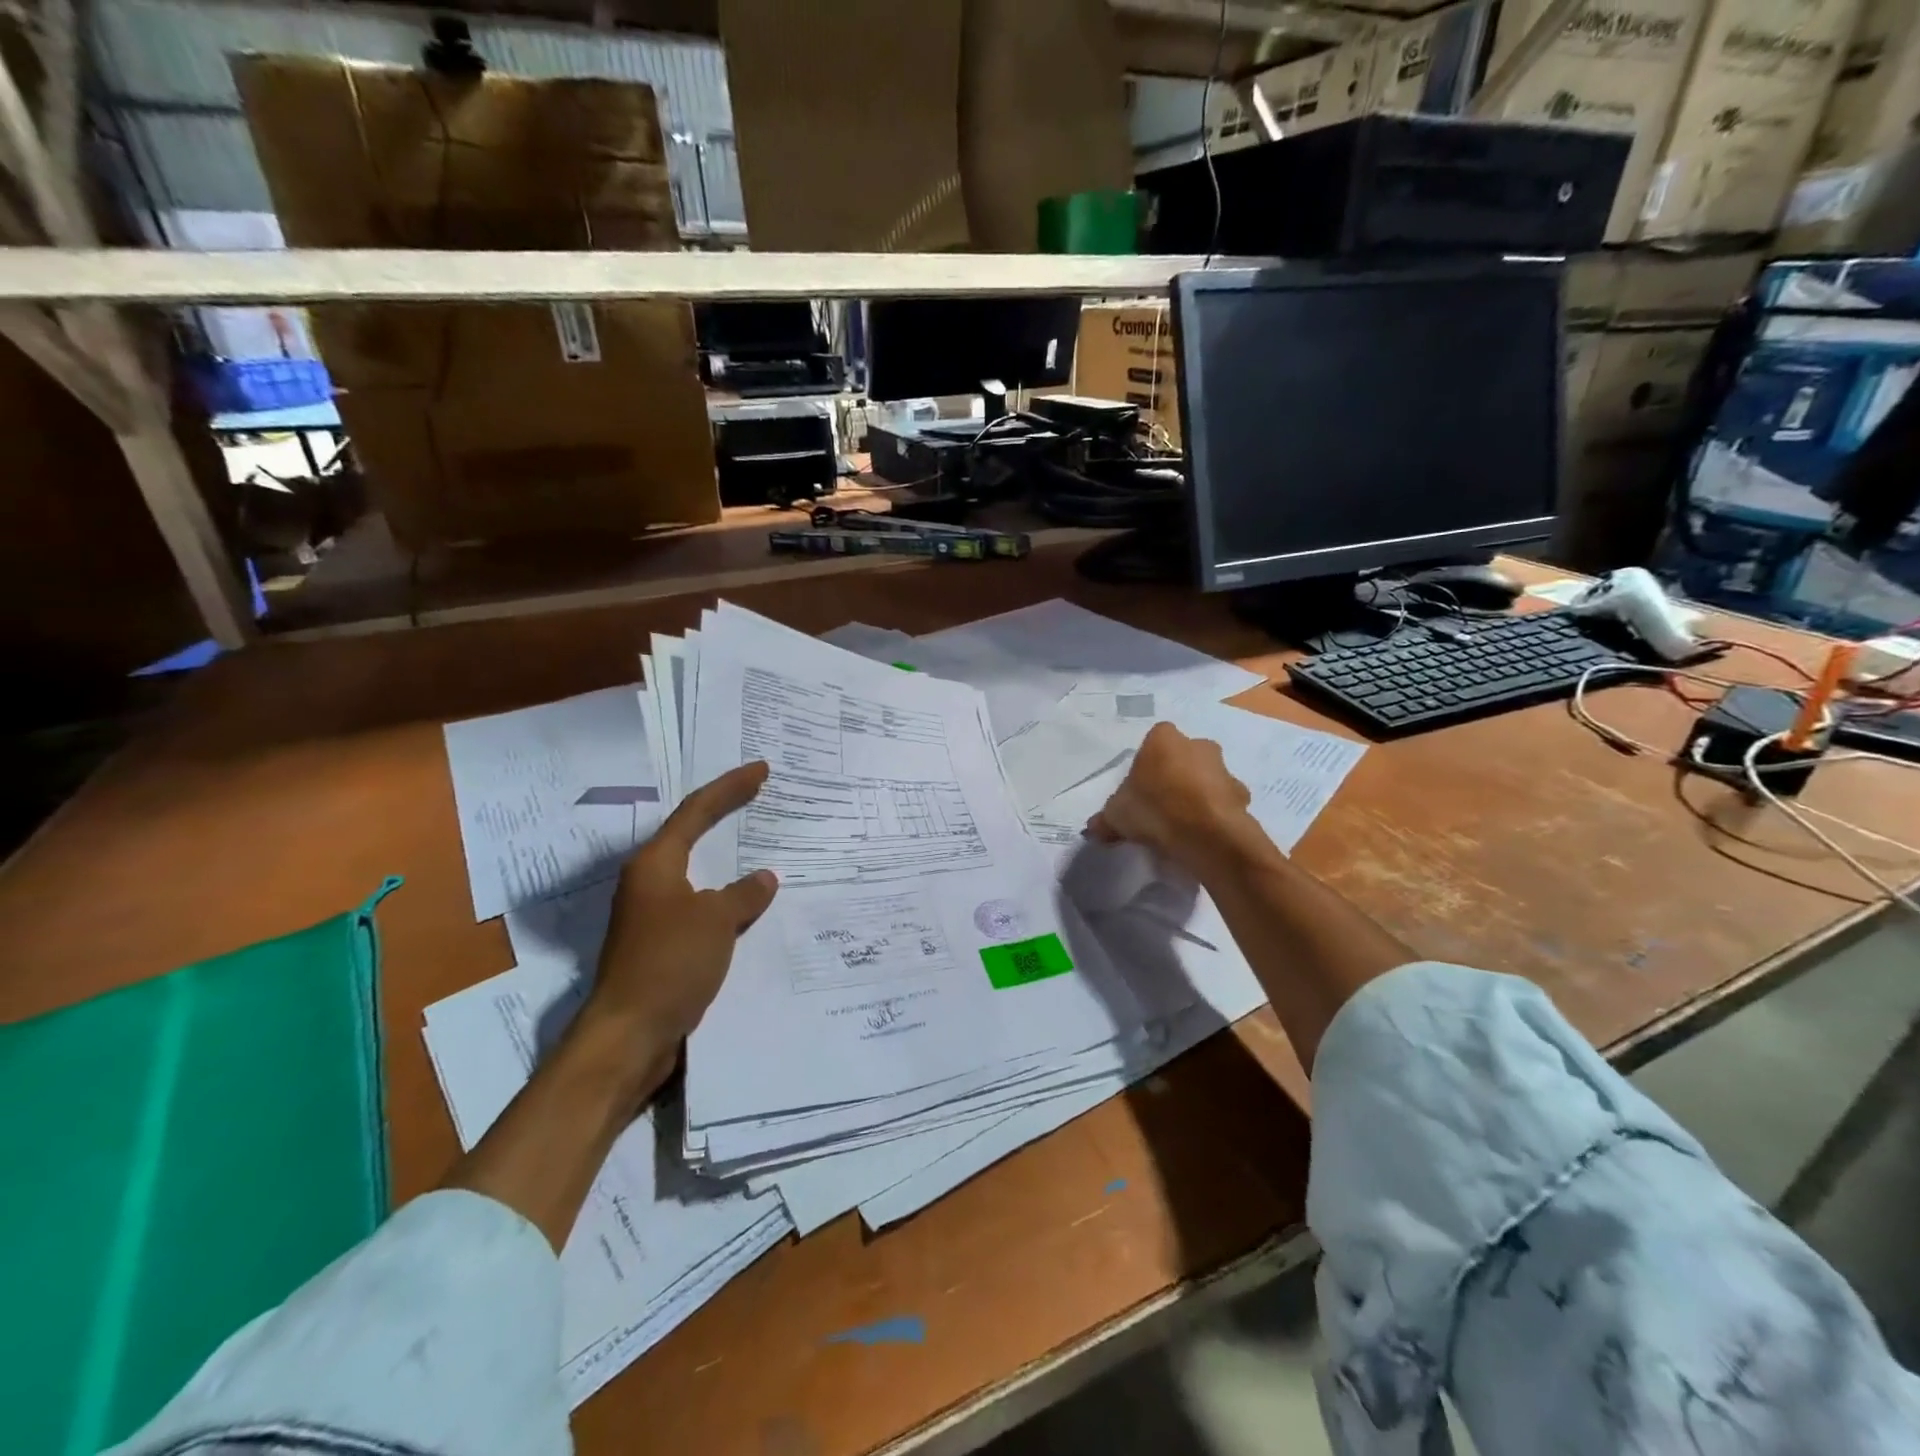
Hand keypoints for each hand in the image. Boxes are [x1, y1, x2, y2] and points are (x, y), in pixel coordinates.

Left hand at [582, 761, 779, 1071]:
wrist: (629, 1035)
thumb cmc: (669, 963)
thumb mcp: (715, 922)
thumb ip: (742, 895)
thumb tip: (764, 879)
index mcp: (655, 864)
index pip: (697, 811)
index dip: (730, 788)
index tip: (761, 770)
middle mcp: (649, 882)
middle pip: (691, 835)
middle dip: (725, 814)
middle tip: (759, 796)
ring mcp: (652, 914)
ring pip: (697, 873)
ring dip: (727, 860)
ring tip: (760, 845)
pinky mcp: (660, 945)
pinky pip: (700, 907)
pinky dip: (725, 898)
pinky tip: (748, 905)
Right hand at [1086, 723, 1260, 878]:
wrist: (1206, 834)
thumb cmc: (1155, 809)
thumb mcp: (1116, 815)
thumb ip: (1105, 819)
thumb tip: (1093, 828)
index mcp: (1164, 739)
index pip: (1153, 741)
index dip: (1146, 765)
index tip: (1140, 789)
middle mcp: (1198, 745)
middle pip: (1183, 757)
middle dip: (1175, 776)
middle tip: (1160, 806)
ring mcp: (1224, 770)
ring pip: (1206, 779)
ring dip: (1197, 795)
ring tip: (1181, 826)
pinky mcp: (1242, 796)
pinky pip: (1222, 803)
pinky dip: (1214, 815)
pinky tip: (1200, 836)